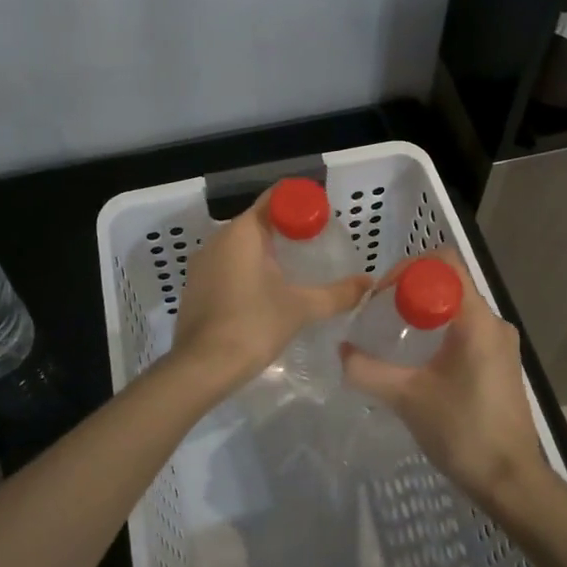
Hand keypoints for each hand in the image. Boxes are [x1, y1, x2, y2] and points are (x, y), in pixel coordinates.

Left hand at [170, 187, 370, 391]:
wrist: (201, 368)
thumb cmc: (253, 325)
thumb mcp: (301, 308)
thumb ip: (337, 293)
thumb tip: (369, 283)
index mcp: (242, 232)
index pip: (276, 199)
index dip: (302, 203)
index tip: (324, 218)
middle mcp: (219, 239)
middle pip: (259, 222)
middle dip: (288, 231)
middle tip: (319, 246)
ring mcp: (203, 263)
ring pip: (242, 246)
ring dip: (268, 253)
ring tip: (298, 271)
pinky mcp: (197, 286)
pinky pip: (228, 266)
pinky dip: (249, 271)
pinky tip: (268, 293)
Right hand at [340, 252, 556, 515]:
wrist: (510, 481)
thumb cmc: (462, 432)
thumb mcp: (406, 398)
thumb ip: (368, 370)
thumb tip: (342, 351)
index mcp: (477, 320)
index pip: (444, 264)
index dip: (408, 269)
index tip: (382, 297)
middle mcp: (495, 323)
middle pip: (450, 283)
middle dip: (411, 291)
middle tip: (380, 315)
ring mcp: (501, 344)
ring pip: (457, 308)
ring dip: (425, 313)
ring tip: (393, 337)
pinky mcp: (501, 364)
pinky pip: (467, 330)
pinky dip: (440, 332)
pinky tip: (418, 361)